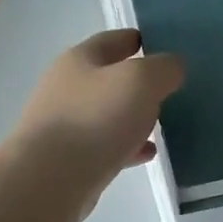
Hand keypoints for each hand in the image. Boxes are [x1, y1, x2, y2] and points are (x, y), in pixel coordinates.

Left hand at [11, 28, 184, 212]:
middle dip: (139, 83)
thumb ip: (163, 68)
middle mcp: (67, 88)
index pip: (113, 40)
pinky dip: (128, 147)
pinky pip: (105, 146)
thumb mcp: (140, 81)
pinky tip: (147, 154)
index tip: (167, 46)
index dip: (140, 40)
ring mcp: (65, 125)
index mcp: (80, 60)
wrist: (49, 181)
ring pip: (108, 114)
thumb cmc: (95, 120)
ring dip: (134, 117)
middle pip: (109, 78)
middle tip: (171, 89)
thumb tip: (173, 67)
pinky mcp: (68, 160)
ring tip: (163, 123)